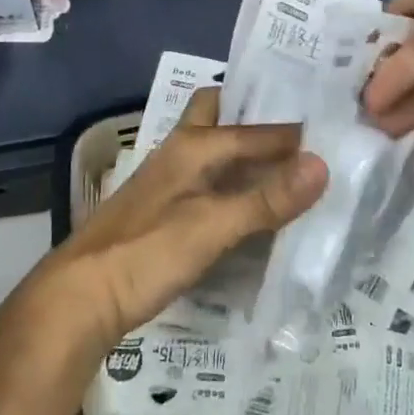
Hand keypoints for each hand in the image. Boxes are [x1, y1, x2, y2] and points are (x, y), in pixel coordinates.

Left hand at [37, 88, 326, 351]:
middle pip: (221, 117)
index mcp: (193, 144)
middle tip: (303, 136)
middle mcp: (180, 151)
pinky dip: (234, 185)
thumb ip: (267, 198)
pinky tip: (253, 208)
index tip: (335, 137)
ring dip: (247, 155)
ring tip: (292, 171)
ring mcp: (169, 180)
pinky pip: (209, 182)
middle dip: (255, 118)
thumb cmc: (146, 253)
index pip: (256, 129)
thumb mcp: (213, 227)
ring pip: (215, 151)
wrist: (78, 297)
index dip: (294, 134)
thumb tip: (323, 165)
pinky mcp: (163, 210)